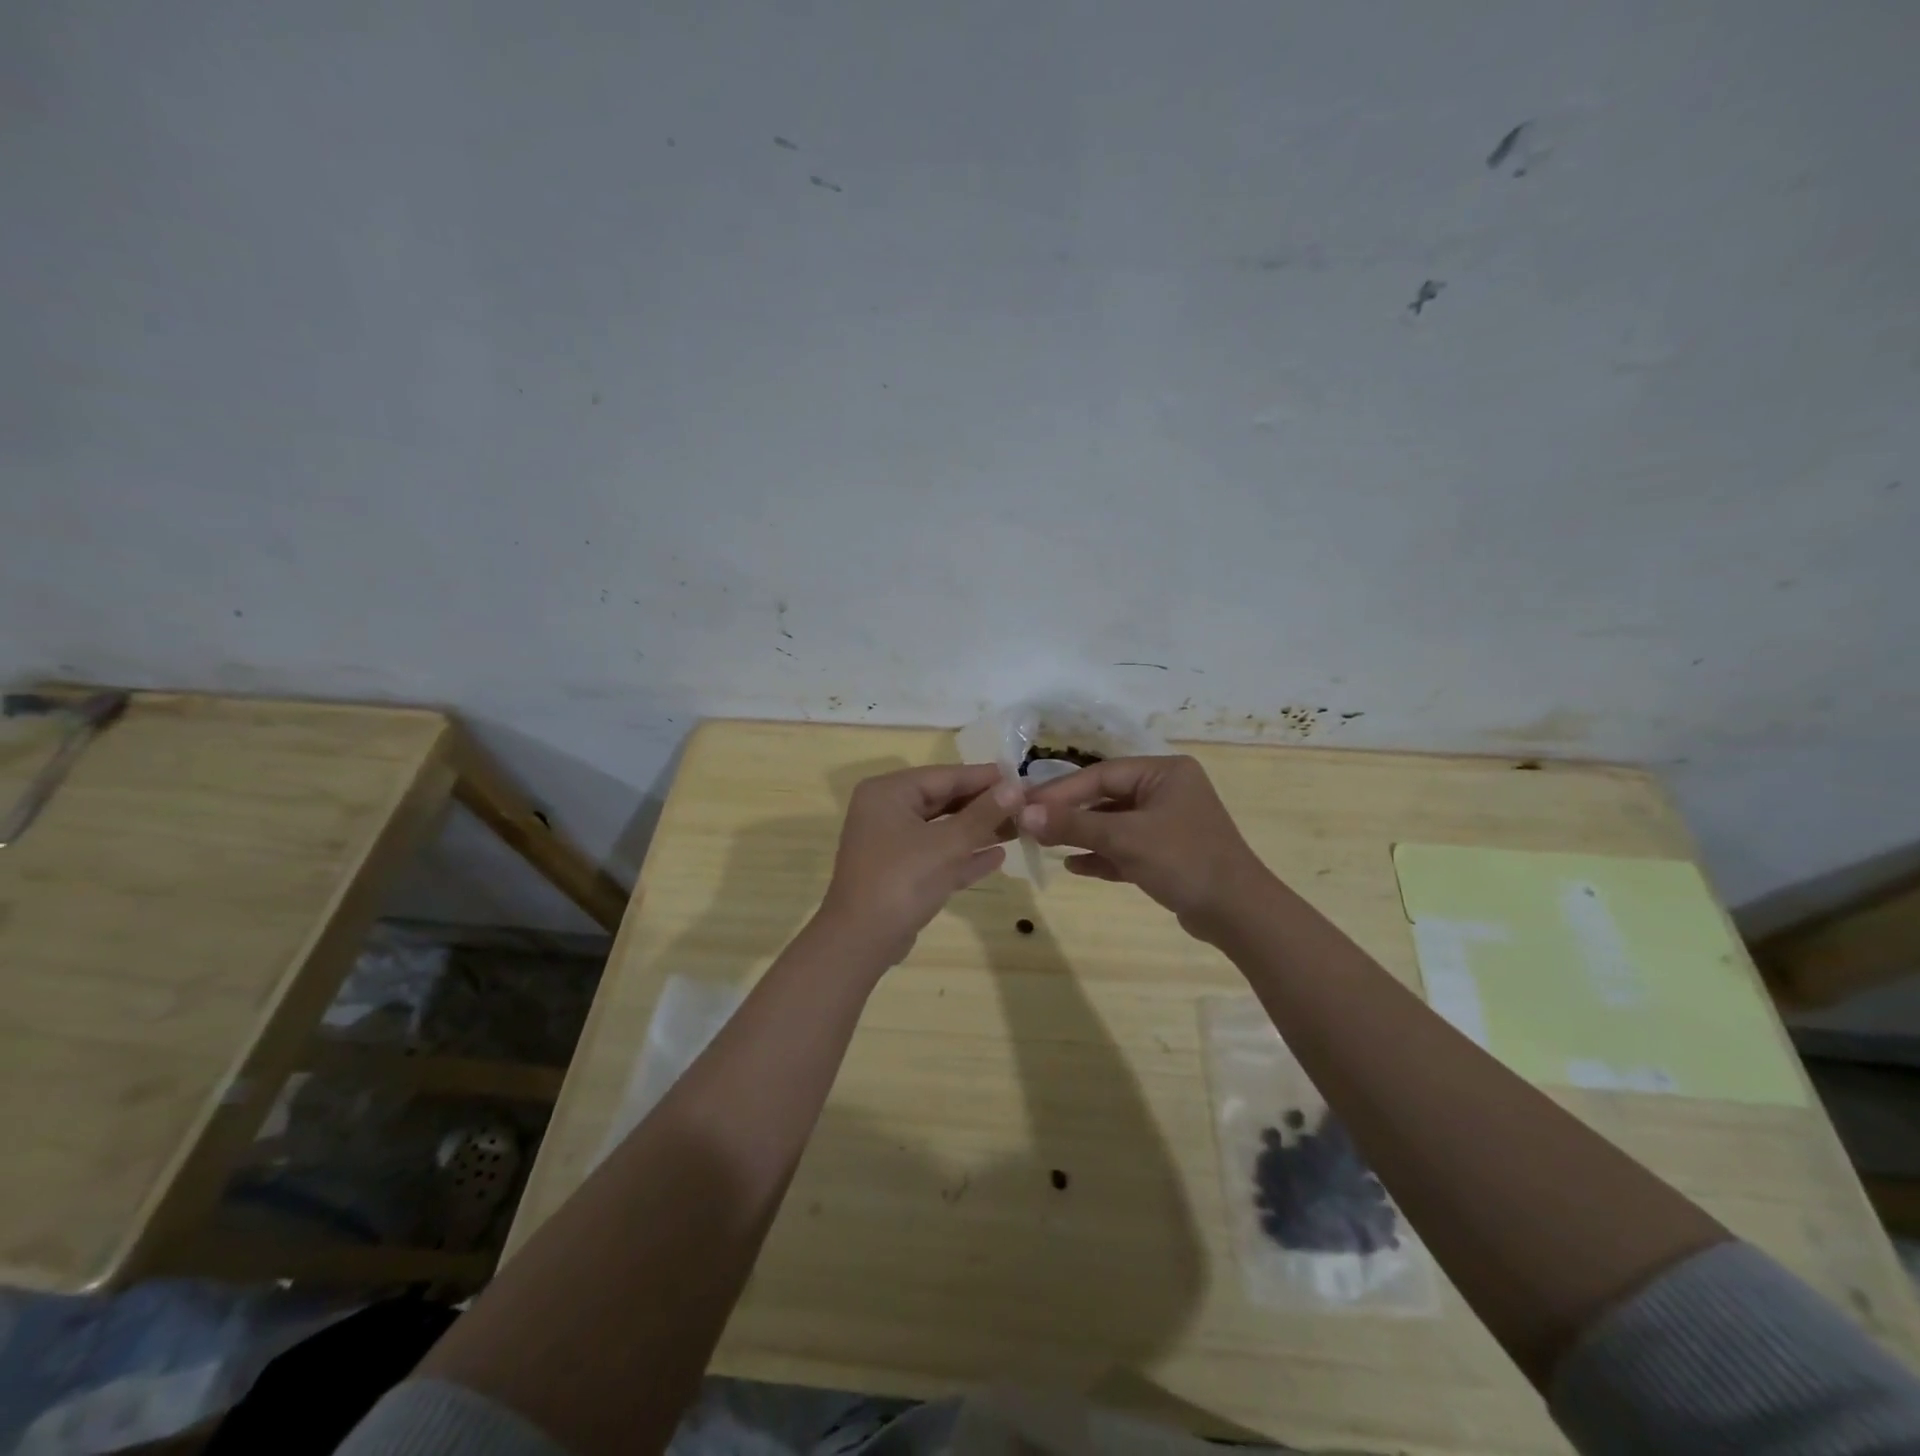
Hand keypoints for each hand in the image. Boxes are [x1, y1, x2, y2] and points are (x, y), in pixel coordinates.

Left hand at [817, 763, 1021, 966]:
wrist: (861, 941)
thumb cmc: (903, 880)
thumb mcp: (948, 844)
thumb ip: (983, 814)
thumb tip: (1014, 787)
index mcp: (889, 793)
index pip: (944, 775)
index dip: (984, 778)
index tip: (1020, 777)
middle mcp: (886, 811)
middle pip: (943, 800)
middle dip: (983, 806)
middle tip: (1025, 805)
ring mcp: (890, 843)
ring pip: (941, 829)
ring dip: (977, 830)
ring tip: (1019, 829)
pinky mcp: (898, 872)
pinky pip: (936, 855)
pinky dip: (962, 855)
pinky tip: (997, 856)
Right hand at [1018, 755, 1270, 939]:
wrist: (1238, 915)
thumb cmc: (1183, 861)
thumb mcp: (1124, 839)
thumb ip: (1073, 825)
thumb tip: (1022, 813)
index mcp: (1164, 772)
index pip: (1102, 774)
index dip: (1061, 790)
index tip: (1025, 803)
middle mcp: (1167, 791)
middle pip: (1106, 797)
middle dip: (1069, 814)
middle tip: (1029, 825)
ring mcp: (1168, 823)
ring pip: (1114, 824)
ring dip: (1081, 835)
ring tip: (1044, 844)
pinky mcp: (1168, 854)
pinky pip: (1125, 848)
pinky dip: (1101, 855)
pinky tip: (1073, 866)